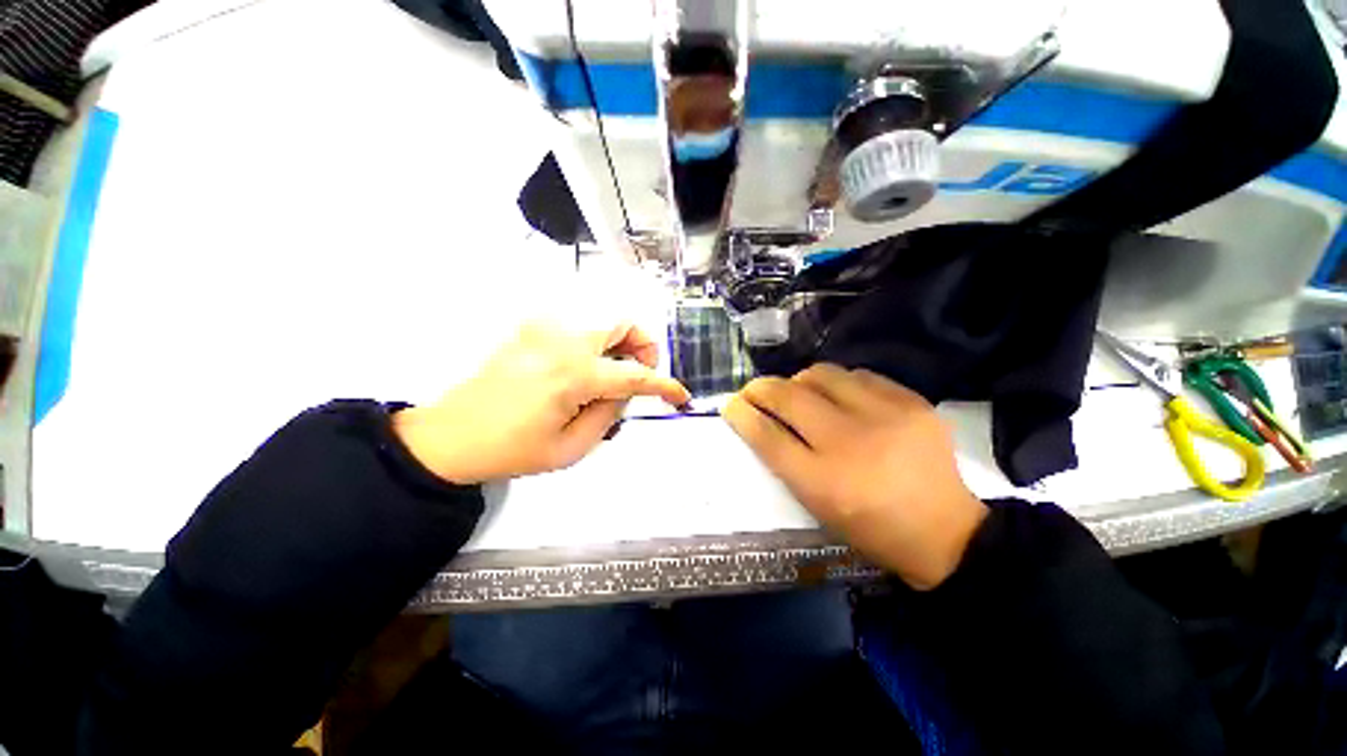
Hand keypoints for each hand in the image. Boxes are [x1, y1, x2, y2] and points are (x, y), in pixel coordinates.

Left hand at [393, 321, 689, 482]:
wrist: (451, 437)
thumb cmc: (512, 450)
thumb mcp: (572, 447)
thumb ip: (609, 414)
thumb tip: (625, 392)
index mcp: (573, 374)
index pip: (635, 375)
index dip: (664, 385)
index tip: (679, 396)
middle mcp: (561, 340)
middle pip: (622, 323)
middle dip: (644, 346)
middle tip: (641, 373)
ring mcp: (543, 329)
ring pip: (601, 319)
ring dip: (620, 342)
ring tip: (613, 374)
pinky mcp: (530, 329)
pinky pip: (578, 326)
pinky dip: (595, 342)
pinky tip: (585, 369)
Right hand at [723, 364, 986, 589]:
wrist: (946, 533)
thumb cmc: (870, 528)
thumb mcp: (818, 507)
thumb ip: (786, 462)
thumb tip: (761, 421)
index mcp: (823, 482)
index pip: (767, 436)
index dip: (742, 415)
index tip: (730, 404)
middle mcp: (849, 443)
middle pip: (788, 397)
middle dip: (760, 388)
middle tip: (753, 390)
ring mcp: (884, 417)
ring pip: (821, 374)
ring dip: (799, 381)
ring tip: (800, 392)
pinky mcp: (911, 402)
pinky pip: (858, 375)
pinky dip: (839, 382)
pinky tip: (841, 396)